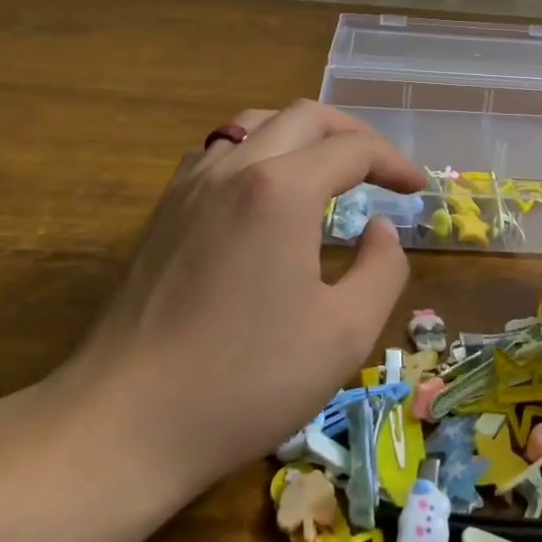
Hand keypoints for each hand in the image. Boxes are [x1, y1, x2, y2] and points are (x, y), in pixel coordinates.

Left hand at [44, 100, 423, 496]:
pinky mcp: (164, 210)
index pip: (352, 149)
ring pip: (256, 124)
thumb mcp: (344, 334)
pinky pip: (220, 152)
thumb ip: (382, 269)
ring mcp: (191, 185)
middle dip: (352, 134)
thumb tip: (380, 229)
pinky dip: (259, 152)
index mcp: (282, 189)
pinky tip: (266, 194)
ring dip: (303, 136)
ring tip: (328, 170)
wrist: (123, 423)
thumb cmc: (245, 381)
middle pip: (305, 118)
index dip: (394, 162)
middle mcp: (235, 168)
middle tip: (381, 170)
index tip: (417, 189)